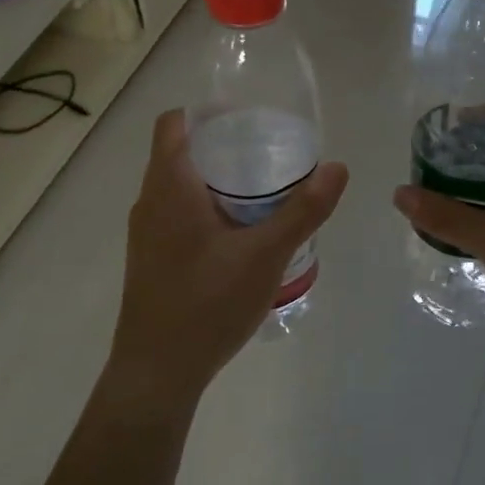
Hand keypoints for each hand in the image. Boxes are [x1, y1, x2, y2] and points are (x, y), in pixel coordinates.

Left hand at [108, 110, 347, 405]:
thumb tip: (337, 167)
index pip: (175, 123)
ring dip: (217, 181)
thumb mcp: (265, 255)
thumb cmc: (207, 304)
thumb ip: (303, 211)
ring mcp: (147, 234)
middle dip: (223, 146)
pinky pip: (179, 216)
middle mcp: (150, 202)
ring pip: (180, 188)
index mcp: (169, 186)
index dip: (208, 111)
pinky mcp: (152, 260)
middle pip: (181, 153)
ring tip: (264, 193)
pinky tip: (242, 237)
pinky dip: (208, 210)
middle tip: (270, 154)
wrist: (156, 373)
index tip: (249, 118)